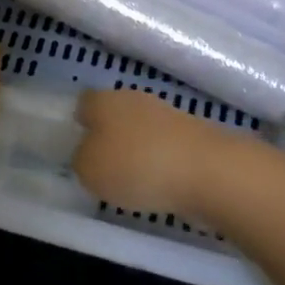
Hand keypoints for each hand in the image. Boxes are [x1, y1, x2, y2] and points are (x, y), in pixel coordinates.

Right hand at [72, 89, 240, 221]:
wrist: (208, 171)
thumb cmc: (136, 166)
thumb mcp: (89, 171)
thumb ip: (81, 160)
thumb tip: (88, 155)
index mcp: (104, 100)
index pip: (84, 103)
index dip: (78, 123)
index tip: (76, 147)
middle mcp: (134, 99)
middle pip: (114, 114)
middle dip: (109, 137)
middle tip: (102, 167)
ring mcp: (168, 114)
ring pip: (141, 130)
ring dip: (136, 151)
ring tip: (131, 182)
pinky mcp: (193, 135)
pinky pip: (165, 147)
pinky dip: (160, 163)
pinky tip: (159, 186)